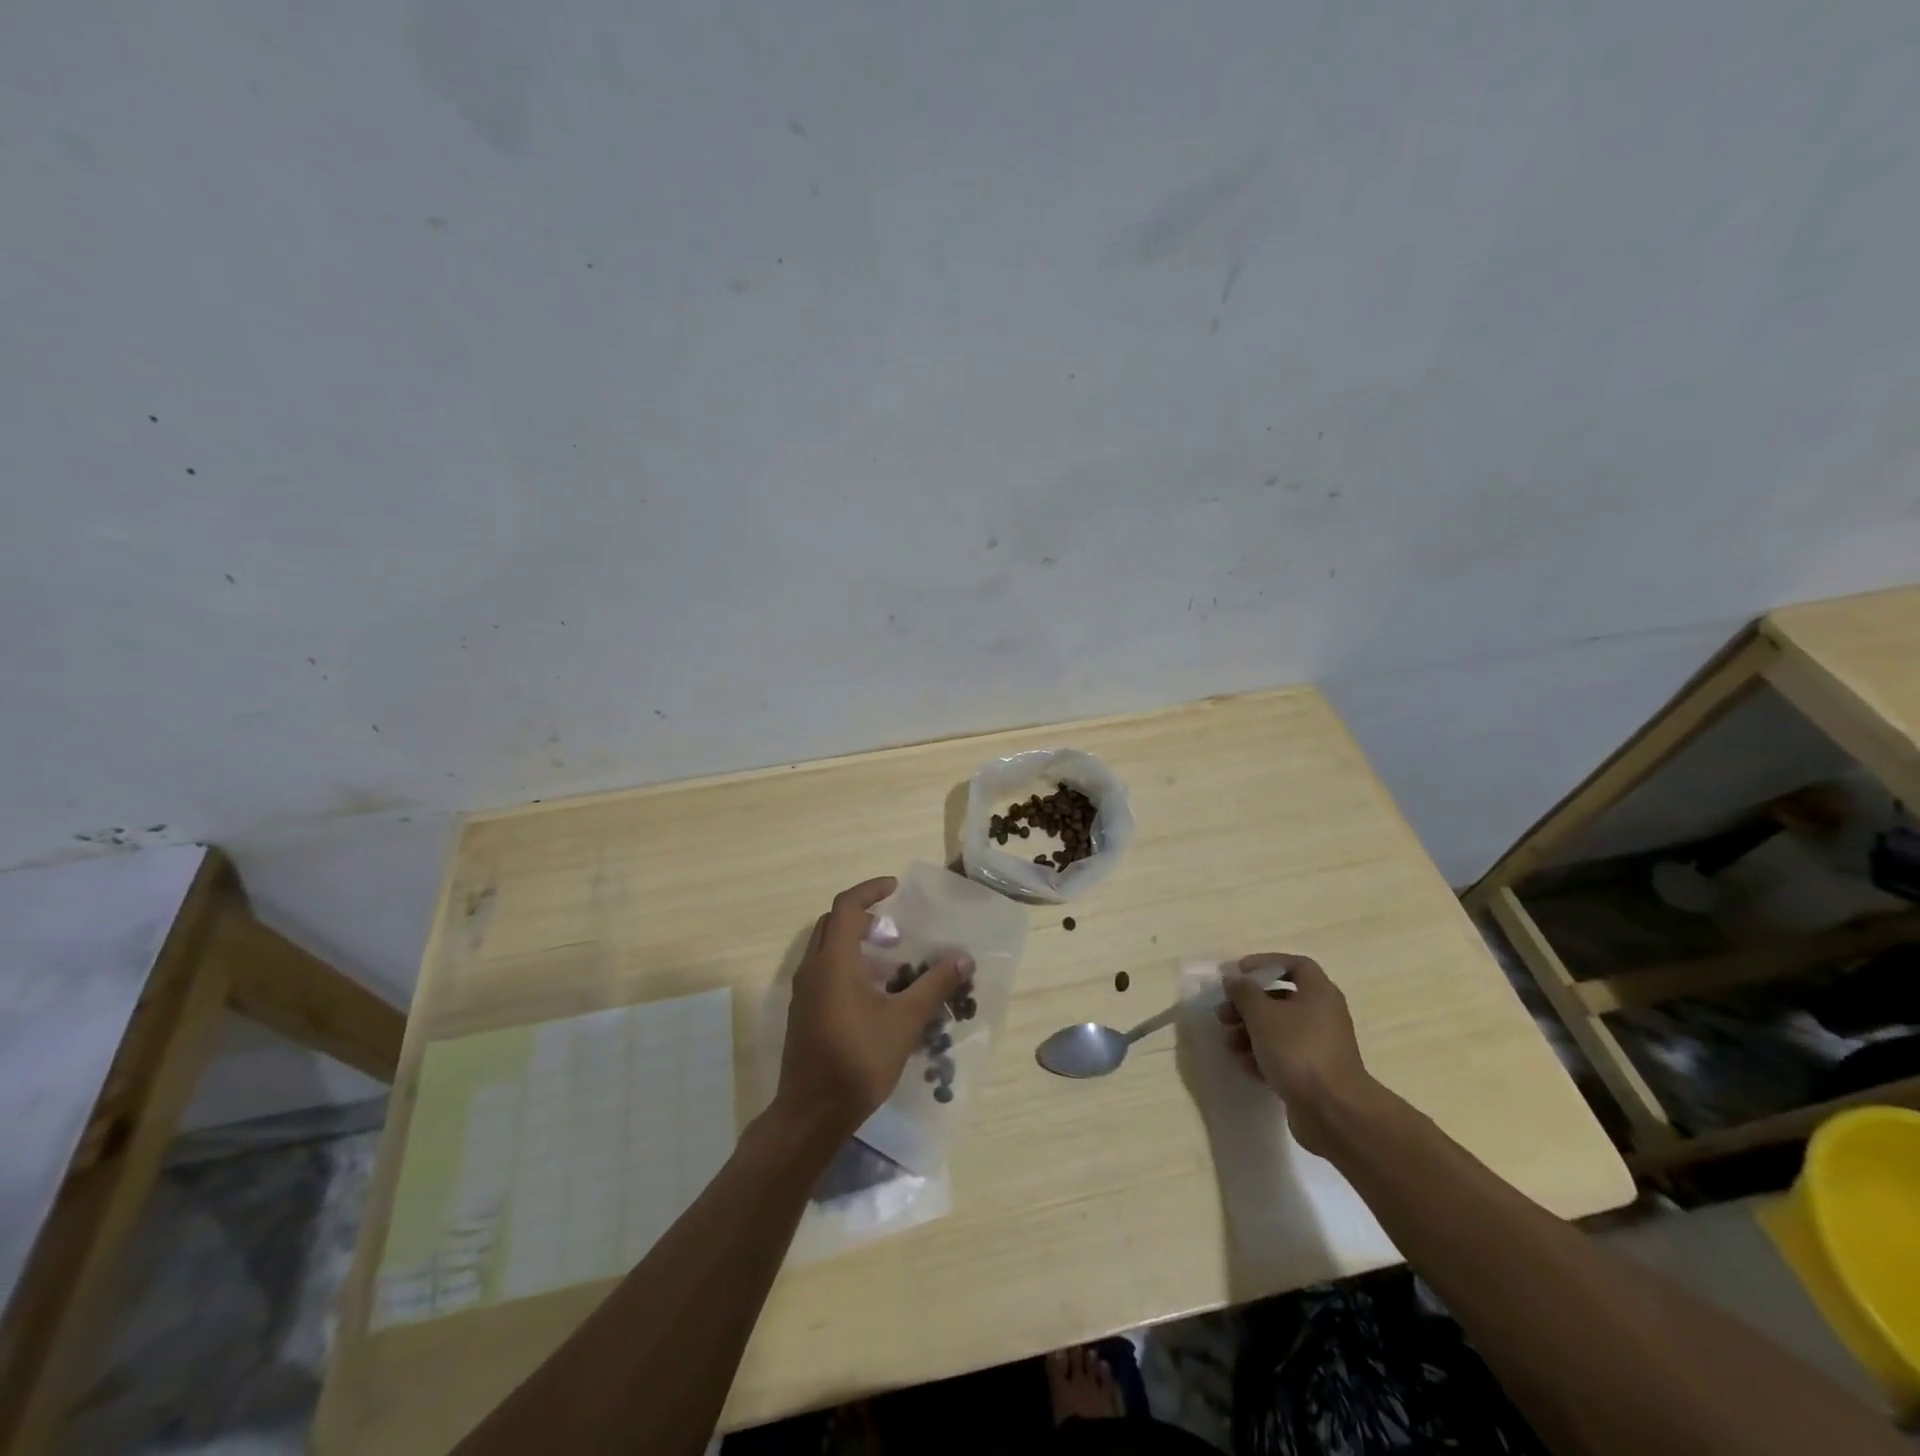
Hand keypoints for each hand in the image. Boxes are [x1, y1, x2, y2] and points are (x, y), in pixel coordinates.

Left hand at [775, 877, 971, 1137]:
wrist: (813, 1113)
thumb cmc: (859, 1060)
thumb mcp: (905, 1020)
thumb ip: (934, 985)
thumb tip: (963, 959)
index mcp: (834, 961)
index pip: (847, 906)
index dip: (870, 890)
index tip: (895, 888)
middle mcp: (813, 969)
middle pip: (833, 924)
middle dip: (864, 917)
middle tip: (895, 930)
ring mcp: (804, 992)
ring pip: (827, 949)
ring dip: (856, 944)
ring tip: (891, 963)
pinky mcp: (803, 1012)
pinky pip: (824, 972)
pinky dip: (848, 966)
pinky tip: (874, 995)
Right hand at [1216, 953, 1380, 1156]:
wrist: (1333, 1112)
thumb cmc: (1298, 1051)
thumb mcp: (1262, 1015)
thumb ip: (1244, 992)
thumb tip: (1234, 979)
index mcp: (1319, 993)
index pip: (1295, 965)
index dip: (1266, 964)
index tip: (1240, 973)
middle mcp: (1323, 1015)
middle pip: (1280, 999)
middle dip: (1248, 1005)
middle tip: (1223, 1014)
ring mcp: (1319, 1046)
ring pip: (1279, 1029)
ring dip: (1249, 1032)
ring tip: (1228, 1044)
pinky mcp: (1314, 1073)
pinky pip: (1283, 1055)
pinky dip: (1262, 1055)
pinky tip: (1244, 1065)